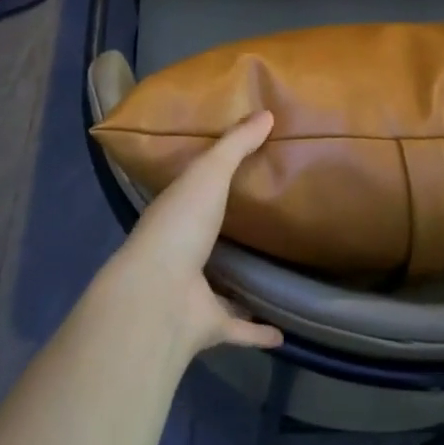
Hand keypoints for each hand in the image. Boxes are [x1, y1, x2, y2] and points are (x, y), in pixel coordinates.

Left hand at [99, 112, 283, 356]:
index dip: (209, 182)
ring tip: (274, 276)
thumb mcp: (209, 174)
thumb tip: (267, 112)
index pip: (192, 193)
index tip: (237, 174)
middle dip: (227, 235)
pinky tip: (284, 332)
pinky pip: (238, 328)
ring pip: (220, 287)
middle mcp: (180, 253)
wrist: (159, 296)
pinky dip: (257, 331)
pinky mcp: (209, 325)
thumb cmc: (180, 226)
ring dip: (241, 286)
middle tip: (264, 223)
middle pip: (207, 240)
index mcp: (175, 214)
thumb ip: (235, 146)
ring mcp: (192, 292)